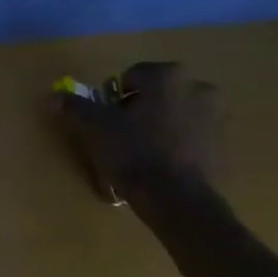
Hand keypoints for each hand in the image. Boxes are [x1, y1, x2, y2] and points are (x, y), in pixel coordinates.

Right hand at [55, 61, 221, 203]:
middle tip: (122, 134)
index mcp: (168, 76)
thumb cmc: (134, 152)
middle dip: (140, 109)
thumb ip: (75, 107)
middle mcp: (199, 88)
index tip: (107, 120)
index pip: (130, 76)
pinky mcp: (224, 144)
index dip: (113, 98)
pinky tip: (160, 164)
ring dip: (159, 124)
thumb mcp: (94, 127)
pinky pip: (191, 135)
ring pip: (175, 113)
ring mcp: (217, 116)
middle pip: (156, 93)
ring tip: (141, 152)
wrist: (177, 200)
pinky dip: (176, 143)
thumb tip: (53, 97)